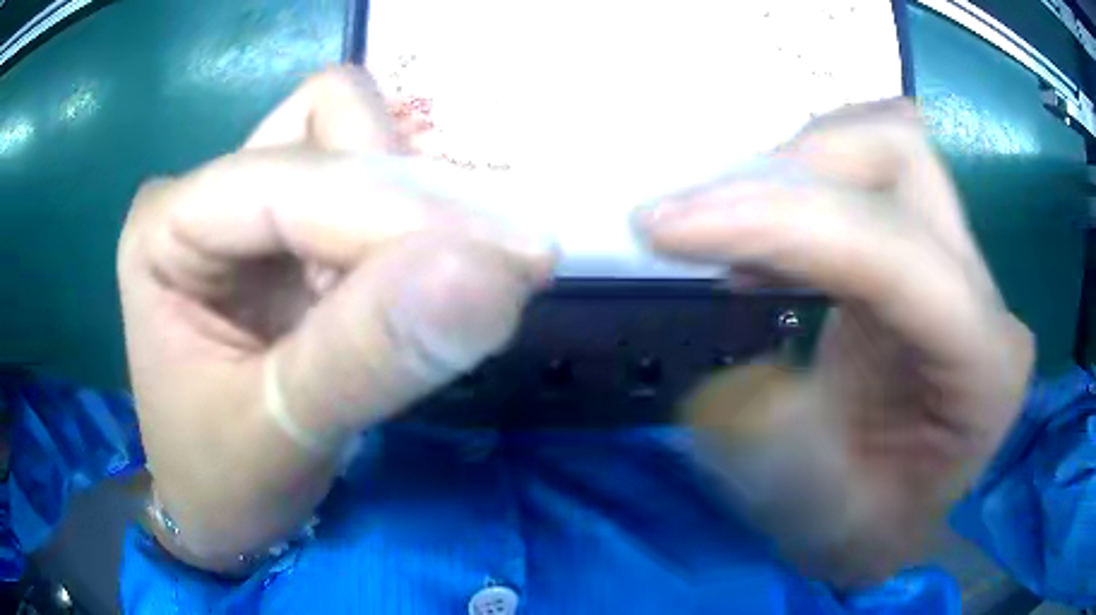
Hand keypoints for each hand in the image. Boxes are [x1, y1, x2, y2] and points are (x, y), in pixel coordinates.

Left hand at [117, 68, 552, 564]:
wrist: (215, 505)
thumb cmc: (222, 482)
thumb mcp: (283, 436)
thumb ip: (371, 355)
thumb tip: (495, 274)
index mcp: (165, 227)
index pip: (289, 171)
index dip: (394, 208)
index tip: (506, 263)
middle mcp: (204, 192)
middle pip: (328, 123)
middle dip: (406, 198)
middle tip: (476, 281)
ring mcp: (247, 202)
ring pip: (355, 136)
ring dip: (411, 206)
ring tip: (422, 298)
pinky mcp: (286, 230)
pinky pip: (369, 182)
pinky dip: (410, 226)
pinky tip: (411, 291)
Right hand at [637, 100, 1033, 586]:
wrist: (893, 513)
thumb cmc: (868, 533)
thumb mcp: (821, 528)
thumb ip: (787, 459)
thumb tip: (743, 373)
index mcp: (985, 370)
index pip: (896, 254)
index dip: (780, 222)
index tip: (664, 226)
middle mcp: (987, 296)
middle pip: (903, 161)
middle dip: (791, 171)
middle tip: (703, 218)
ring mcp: (963, 262)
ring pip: (887, 146)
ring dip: (795, 165)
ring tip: (729, 225)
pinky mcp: (928, 249)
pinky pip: (871, 174)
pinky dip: (804, 181)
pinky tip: (764, 243)